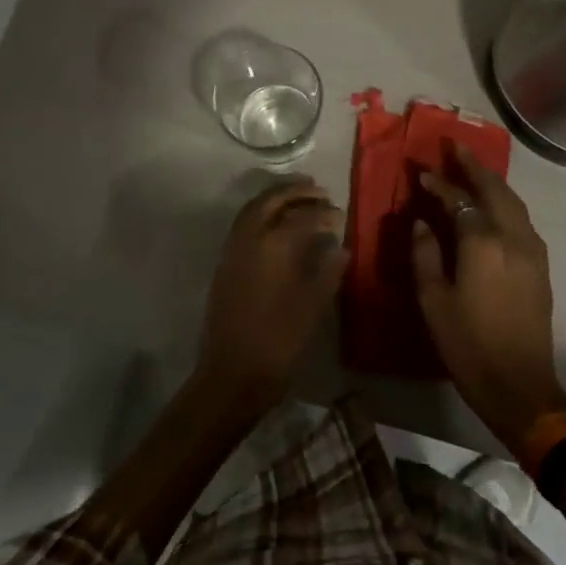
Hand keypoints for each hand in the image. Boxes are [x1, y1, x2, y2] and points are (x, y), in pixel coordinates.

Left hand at [197, 179, 347, 411]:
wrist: (231, 375)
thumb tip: (341, 248)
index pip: (302, 217)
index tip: (340, 214)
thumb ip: (327, 273)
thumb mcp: (312, 308)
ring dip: (275, 198)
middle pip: (270, 200)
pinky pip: (243, 223)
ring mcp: (232, 250)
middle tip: (318, 189)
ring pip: (253, 209)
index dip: (324, 213)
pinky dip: (261, 212)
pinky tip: (277, 224)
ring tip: (299, 198)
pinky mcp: (225, 264)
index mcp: (273, 247)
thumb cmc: (278, 343)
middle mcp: (249, 239)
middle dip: (295, 191)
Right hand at [413, 145, 565, 448]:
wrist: (521, 387)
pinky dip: (505, 201)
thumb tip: (421, 222)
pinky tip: (494, 205)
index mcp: (482, 242)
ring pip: (512, 201)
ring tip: (473, 168)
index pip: (458, 199)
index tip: (421, 172)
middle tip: (455, 146)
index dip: (439, 183)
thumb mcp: (433, 301)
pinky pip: (521, 219)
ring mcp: (532, 250)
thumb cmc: (468, 345)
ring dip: (492, 181)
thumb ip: (424, 254)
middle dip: (473, 165)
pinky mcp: (541, 265)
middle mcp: (512, 236)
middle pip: (493, 189)